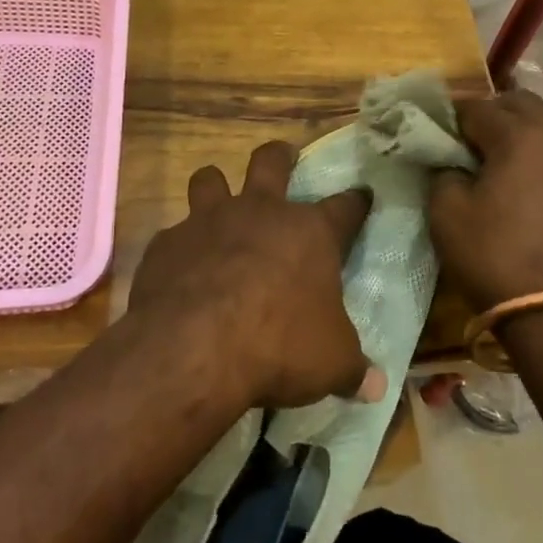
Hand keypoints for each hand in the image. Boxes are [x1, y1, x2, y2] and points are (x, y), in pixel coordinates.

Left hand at [129, 141, 381, 409]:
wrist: (196, 348)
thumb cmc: (280, 346)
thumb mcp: (331, 363)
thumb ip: (352, 368)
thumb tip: (375, 387)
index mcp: (309, 233)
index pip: (345, 207)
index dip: (356, 202)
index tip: (362, 196)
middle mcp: (261, 213)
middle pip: (270, 162)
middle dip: (279, 155)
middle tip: (284, 155)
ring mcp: (209, 222)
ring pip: (210, 179)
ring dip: (215, 186)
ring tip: (217, 196)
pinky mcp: (168, 243)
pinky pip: (173, 234)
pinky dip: (180, 247)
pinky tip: (180, 269)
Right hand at [428, 91, 542, 309]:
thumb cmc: (496, 257)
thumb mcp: (447, 214)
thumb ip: (443, 173)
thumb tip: (453, 163)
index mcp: (520, 134)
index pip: (477, 107)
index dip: (452, 119)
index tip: (437, 137)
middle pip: (521, 104)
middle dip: (492, 115)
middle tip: (469, 145)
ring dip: (521, 135)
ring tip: (499, 168)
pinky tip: (529, 189)